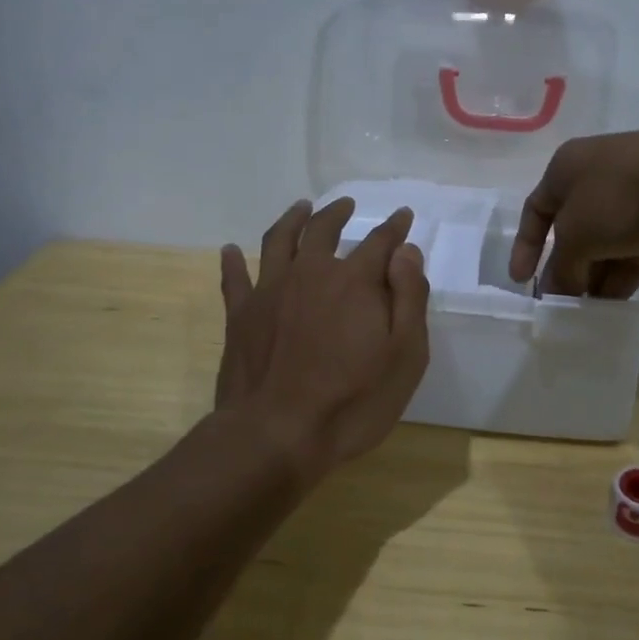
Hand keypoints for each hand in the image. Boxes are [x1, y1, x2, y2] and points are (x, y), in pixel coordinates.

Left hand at [216, 197, 431, 478]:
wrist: (276, 435)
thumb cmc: (353, 401)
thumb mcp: (405, 356)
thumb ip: (409, 297)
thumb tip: (406, 251)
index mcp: (354, 281)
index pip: (380, 242)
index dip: (394, 227)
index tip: (402, 216)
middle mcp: (310, 273)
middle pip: (323, 230)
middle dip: (338, 213)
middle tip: (347, 204)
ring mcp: (270, 291)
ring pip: (279, 240)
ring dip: (292, 219)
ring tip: (301, 208)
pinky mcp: (240, 315)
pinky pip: (234, 278)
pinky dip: (233, 261)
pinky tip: (229, 250)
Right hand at [509, 129, 638, 297]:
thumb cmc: (619, 196)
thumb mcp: (575, 234)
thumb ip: (562, 268)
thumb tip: (560, 293)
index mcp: (567, 168)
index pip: (535, 209)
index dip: (525, 246)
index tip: (522, 281)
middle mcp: (597, 181)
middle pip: (571, 233)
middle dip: (563, 270)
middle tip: (558, 307)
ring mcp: (632, 203)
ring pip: (603, 248)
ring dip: (591, 280)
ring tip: (583, 317)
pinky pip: (631, 258)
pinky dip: (619, 282)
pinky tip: (611, 312)